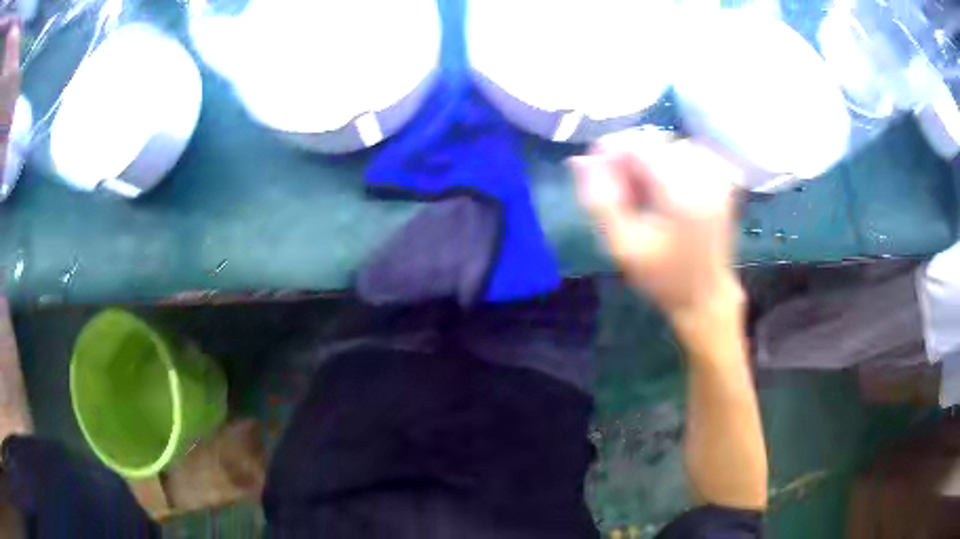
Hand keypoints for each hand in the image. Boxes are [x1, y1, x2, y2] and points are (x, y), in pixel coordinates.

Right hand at [570, 130, 743, 321]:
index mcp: (682, 193)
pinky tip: (663, 188)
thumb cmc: (663, 277)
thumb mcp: (622, 246)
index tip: (595, 168)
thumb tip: (579, 160)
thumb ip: (599, 200)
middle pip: (655, 142)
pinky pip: (687, 154)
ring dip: (649, 161)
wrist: (706, 296)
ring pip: (669, 145)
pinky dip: (668, 164)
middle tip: (618, 189)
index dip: (612, 150)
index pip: (640, 145)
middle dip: (630, 157)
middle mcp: (705, 175)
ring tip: (640, 193)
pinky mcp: (722, 180)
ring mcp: (717, 176)